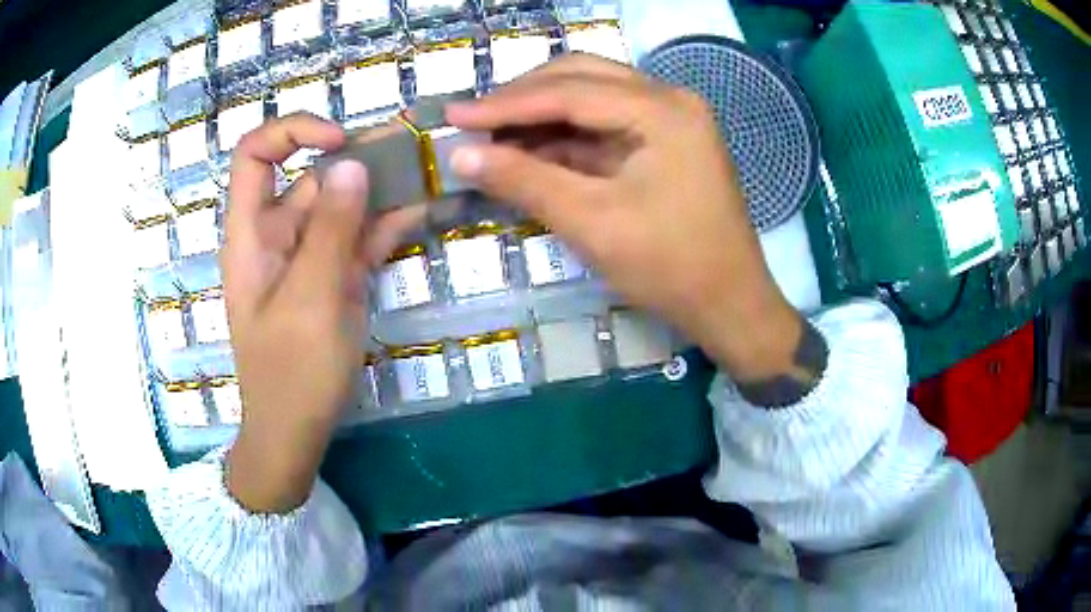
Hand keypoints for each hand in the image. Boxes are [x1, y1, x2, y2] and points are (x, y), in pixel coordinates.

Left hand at [222, 114, 421, 512]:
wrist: (296, 432)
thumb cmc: (291, 372)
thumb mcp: (309, 300)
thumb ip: (330, 231)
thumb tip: (353, 165)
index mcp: (252, 234)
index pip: (255, 156)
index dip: (292, 133)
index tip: (339, 142)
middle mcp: (278, 235)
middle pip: (311, 176)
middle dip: (358, 157)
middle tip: (413, 147)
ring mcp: (309, 257)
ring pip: (342, 206)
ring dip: (381, 188)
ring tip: (429, 168)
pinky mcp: (333, 279)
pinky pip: (359, 239)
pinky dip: (387, 224)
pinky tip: (424, 208)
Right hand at [446, 55, 814, 394]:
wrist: (730, 305)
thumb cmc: (670, 267)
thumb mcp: (591, 222)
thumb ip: (524, 180)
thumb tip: (460, 154)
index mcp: (662, 109)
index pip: (569, 91)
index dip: (505, 104)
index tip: (453, 115)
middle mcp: (669, 100)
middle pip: (581, 78)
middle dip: (523, 98)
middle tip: (473, 120)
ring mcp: (670, 120)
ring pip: (591, 99)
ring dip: (541, 116)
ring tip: (491, 137)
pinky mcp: (665, 143)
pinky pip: (605, 127)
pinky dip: (565, 138)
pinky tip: (529, 152)